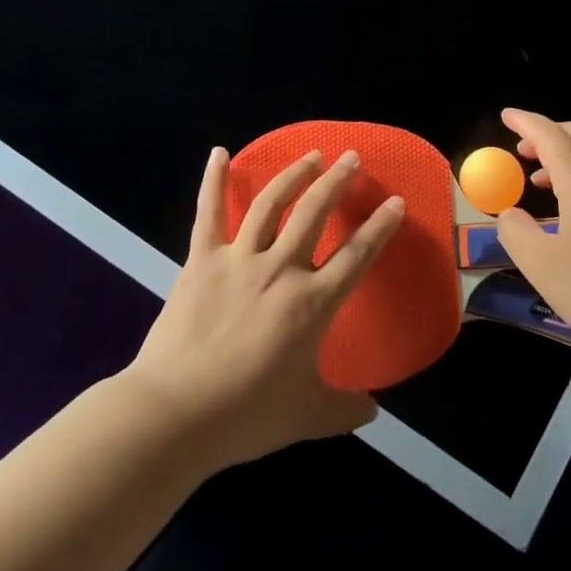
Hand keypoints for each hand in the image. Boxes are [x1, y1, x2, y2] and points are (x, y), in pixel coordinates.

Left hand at [123, 146, 404, 472]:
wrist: (175, 414)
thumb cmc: (246, 416)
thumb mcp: (306, 417)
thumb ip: (345, 409)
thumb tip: (374, 412)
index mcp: (311, 303)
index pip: (356, 256)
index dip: (379, 228)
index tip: (395, 203)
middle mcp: (280, 269)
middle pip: (314, 213)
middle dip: (337, 182)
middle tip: (351, 158)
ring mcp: (238, 260)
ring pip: (271, 204)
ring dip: (294, 174)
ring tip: (311, 155)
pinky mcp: (201, 260)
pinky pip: (209, 213)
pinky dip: (214, 181)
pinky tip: (219, 153)